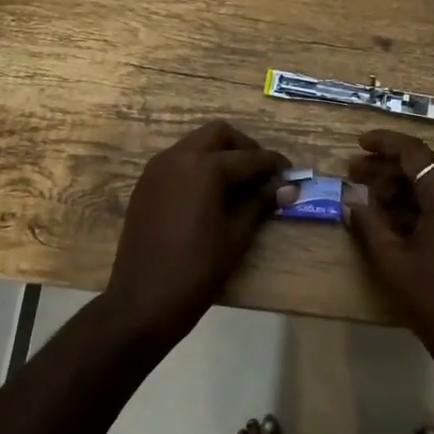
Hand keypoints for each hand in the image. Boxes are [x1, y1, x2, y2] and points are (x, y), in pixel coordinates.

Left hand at [105, 121, 292, 341]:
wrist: (143, 299)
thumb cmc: (197, 269)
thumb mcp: (236, 236)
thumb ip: (260, 203)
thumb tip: (287, 187)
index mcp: (204, 167)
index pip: (248, 158)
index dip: (273, 164)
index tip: (290, 173)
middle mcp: (178, 157)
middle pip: (218, 134)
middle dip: (243, 147)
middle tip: (261, 172)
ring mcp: (157, 169)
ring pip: (195, 143)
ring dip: (219, 153)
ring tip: (238, 182)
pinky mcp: (145, 184)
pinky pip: (177, 161)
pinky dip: (197, 165)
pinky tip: (209, 192)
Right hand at [345, 130, 433, 378]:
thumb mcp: (393, 262)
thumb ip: (369, 224)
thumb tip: (350, 202)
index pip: (414, 152)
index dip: (384, 143)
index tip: (359, 143)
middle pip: (426, 167)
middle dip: (389, 169)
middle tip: (355, 174)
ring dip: (406, 188)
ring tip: (373, 200)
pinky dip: (426, 204)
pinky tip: (401, 220)